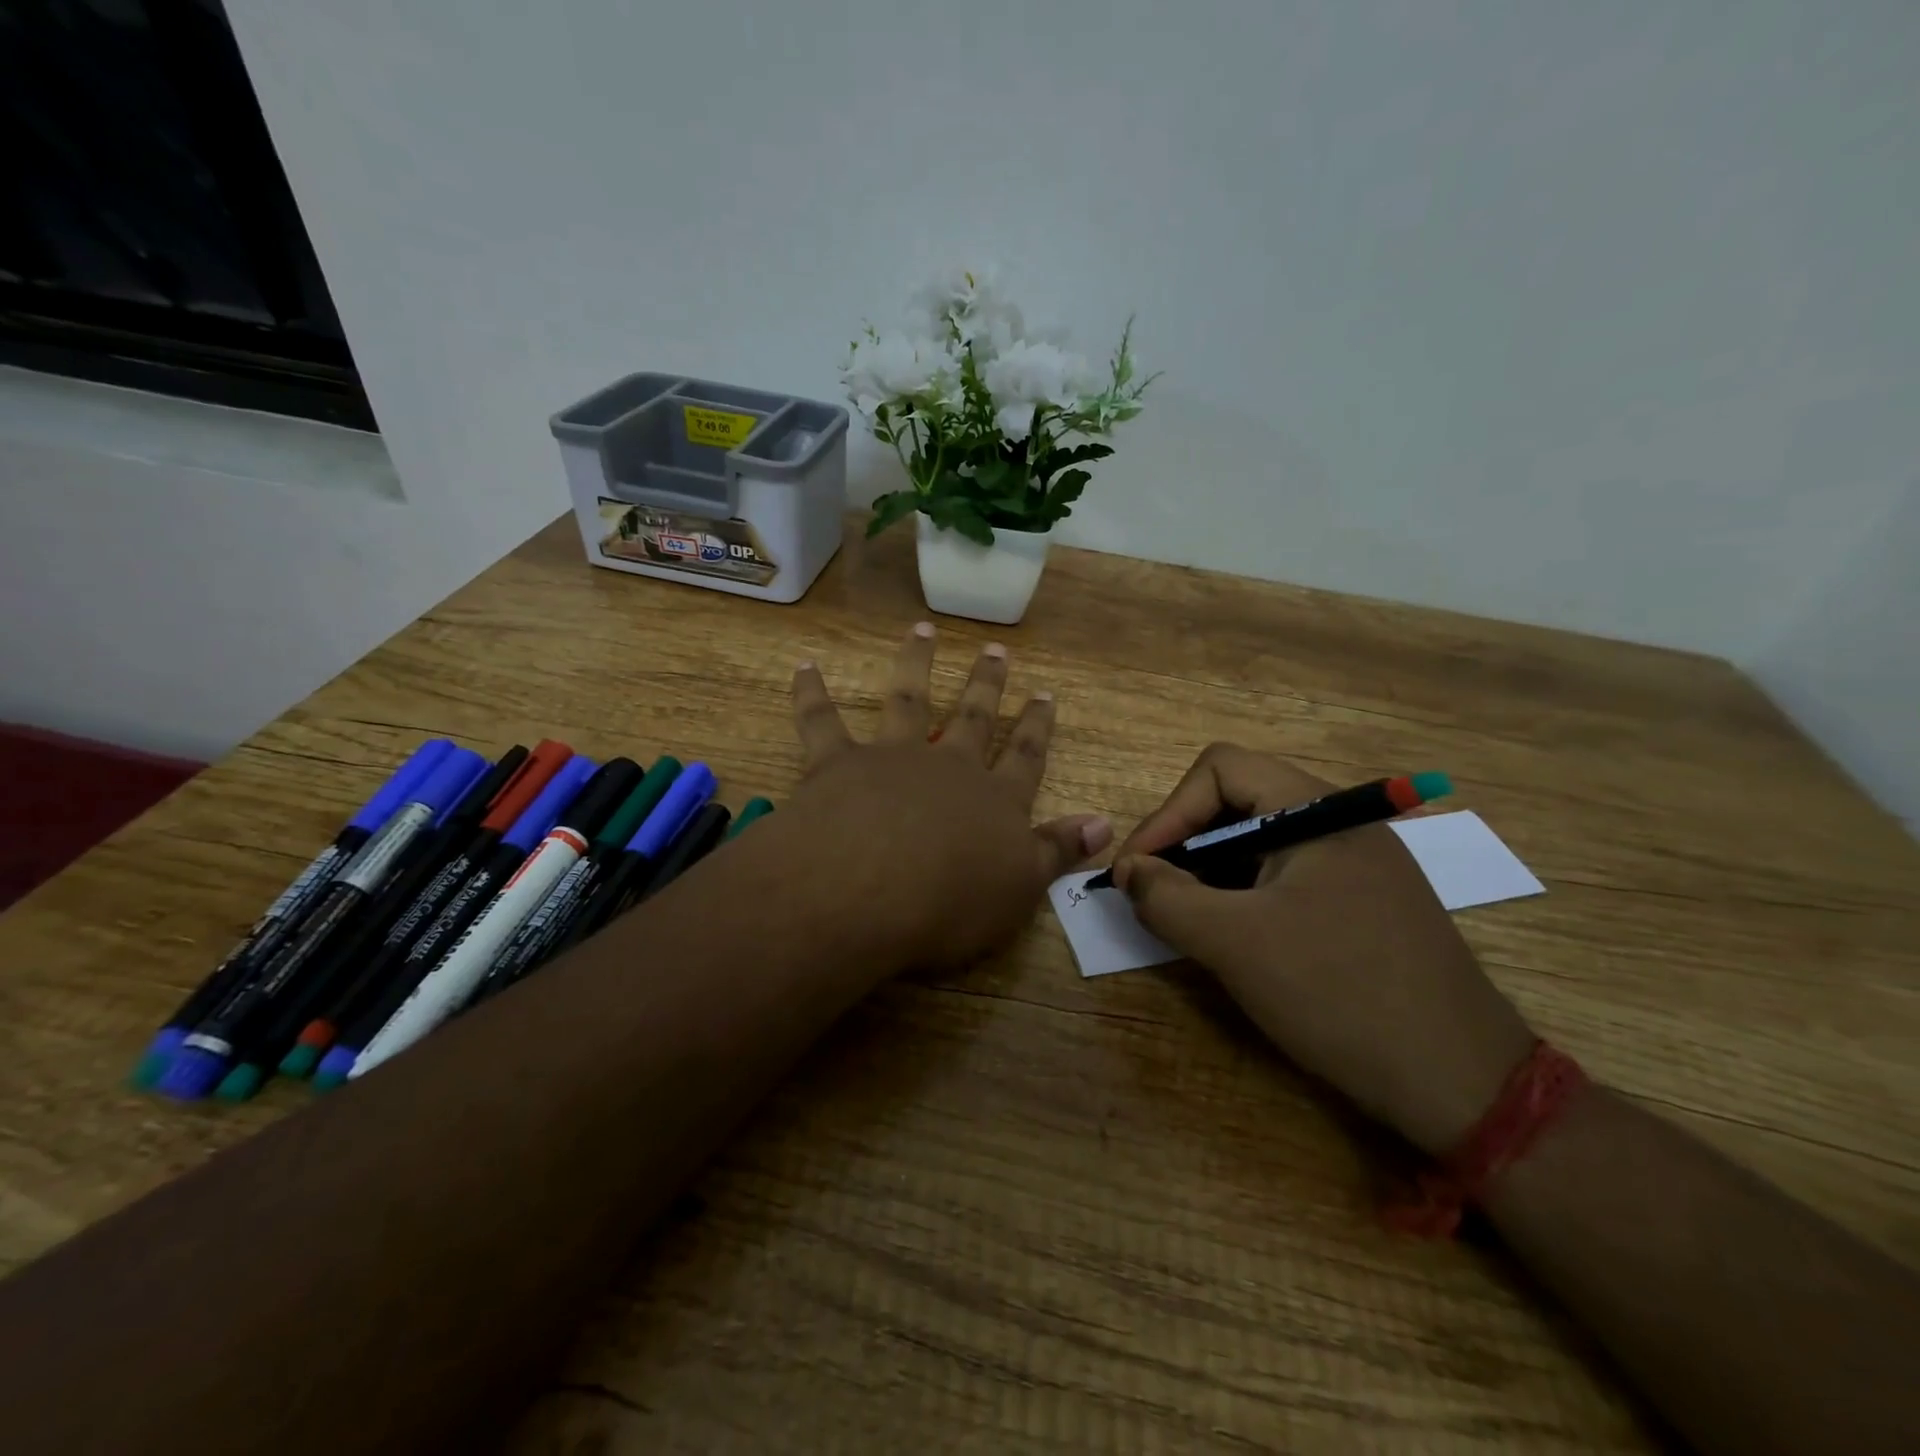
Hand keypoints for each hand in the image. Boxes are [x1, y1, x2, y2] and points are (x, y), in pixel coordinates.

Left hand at [781, 623, 1110, 970]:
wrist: (869, 890)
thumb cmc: (951, 901)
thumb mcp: (1021, 886)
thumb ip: (1059, 851)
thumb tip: (1105, 822)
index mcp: (993, 801)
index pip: (1024, 757)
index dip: (1036, 726)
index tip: (1045, 694)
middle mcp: (946, 767)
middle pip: (972, 717)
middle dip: (985, 684)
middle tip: (994, 650)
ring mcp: (892, 758)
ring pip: (908, 701)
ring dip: (915, 664)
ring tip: (922, 630)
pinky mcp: (837, 763)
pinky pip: (822, 720)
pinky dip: (812, 693)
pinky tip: (805, 666)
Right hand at [1112, 744, 1535, 1155]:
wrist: (1464, 1084)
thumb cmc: (1340, 994)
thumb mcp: (1236, 944)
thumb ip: (1167, 898)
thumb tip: (1130, 872)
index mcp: (1318, 810)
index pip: (1220, 769)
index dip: (1167, 812)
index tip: (1138, 870)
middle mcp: (1341, 823)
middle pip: (1238, 801)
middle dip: (1185, 843)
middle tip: (1154, 894)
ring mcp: (1358, 864)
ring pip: (1260, 842)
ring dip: (1211, 872)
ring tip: (1187, 920)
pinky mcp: (1364, 903)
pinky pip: (1287, 877)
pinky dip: (1245, 896)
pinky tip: (1235, 938)